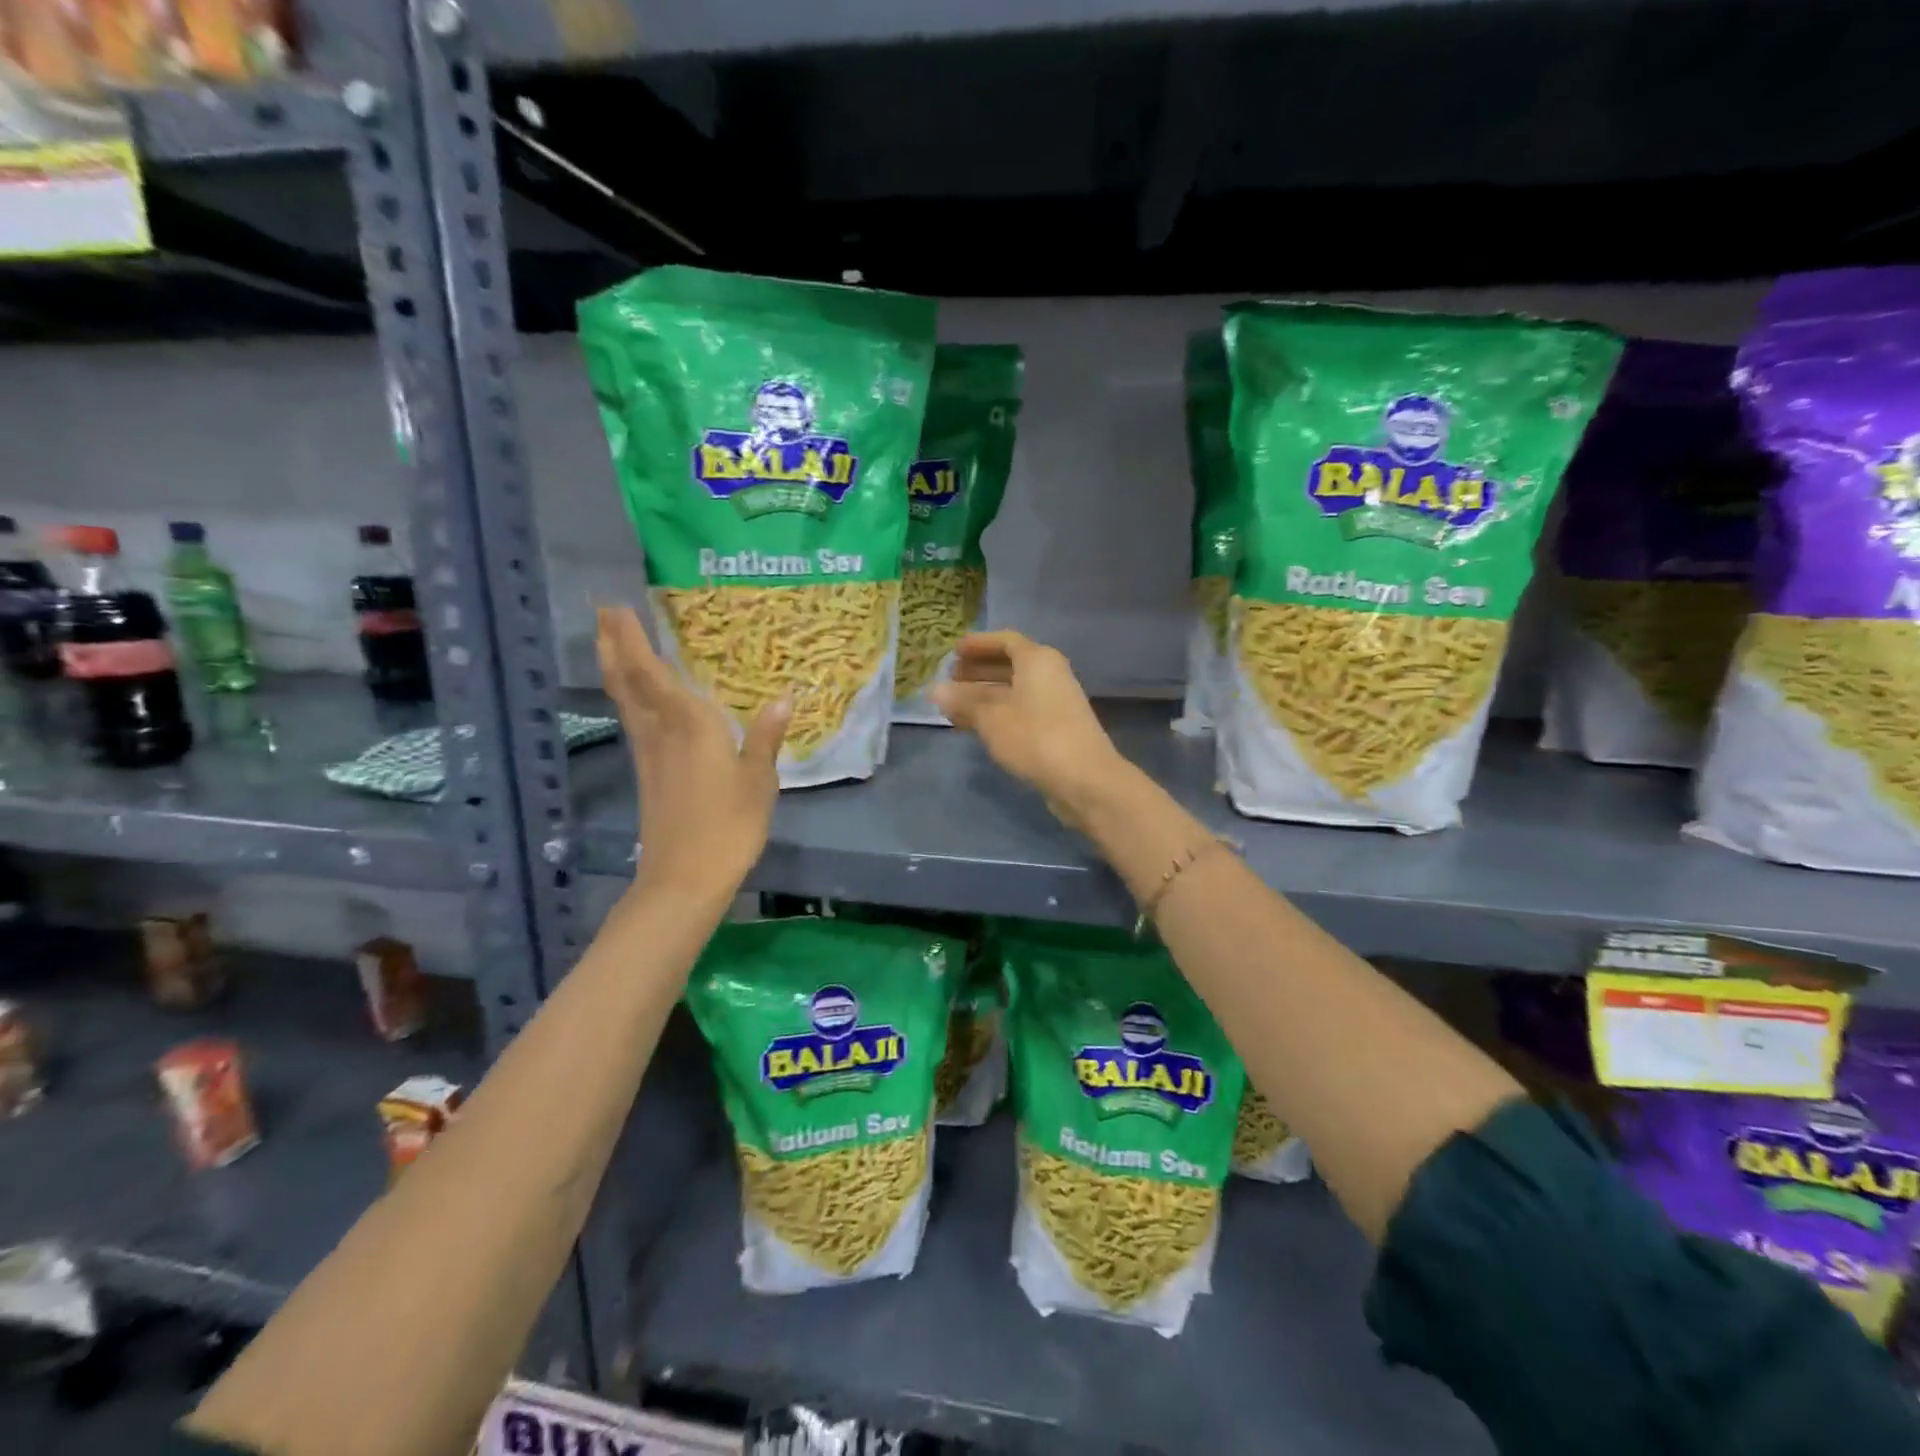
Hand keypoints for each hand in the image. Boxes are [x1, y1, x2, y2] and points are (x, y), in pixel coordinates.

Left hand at [597, 606, 788, 897]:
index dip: (630, 639)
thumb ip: (765, 737)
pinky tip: (638, 698)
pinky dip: (628, 697)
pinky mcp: (647, 774)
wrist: (686, 877)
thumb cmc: (729, 825)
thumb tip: (784, 698)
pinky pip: (633, 721)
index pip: (651, 672)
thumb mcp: (759, 781)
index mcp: (689, 725)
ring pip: (625, 701)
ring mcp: (648, 754)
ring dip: (614, 668)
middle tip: (603, 613)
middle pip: (626, 682)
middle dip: (611, 645)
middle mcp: (660, 732)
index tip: (616, 607)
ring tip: (610, 643)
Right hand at [930, 630, 1128, 827]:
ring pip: (1015, 689)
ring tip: (956, 706)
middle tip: (950, 680)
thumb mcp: (991, 718)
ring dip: (985, 695)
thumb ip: (963, 701)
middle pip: (1010, 664)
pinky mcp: (1057, 727)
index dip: (978, 644)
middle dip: (979, 670)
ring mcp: (1056, 701)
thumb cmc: (1035, 737)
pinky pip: (1022, 709)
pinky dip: (999, 712)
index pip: (1005, 640)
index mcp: (1037, 659)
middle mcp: (1050, 674)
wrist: (1085, 779)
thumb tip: (934, 690)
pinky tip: (979, 727)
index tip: (954, 652)